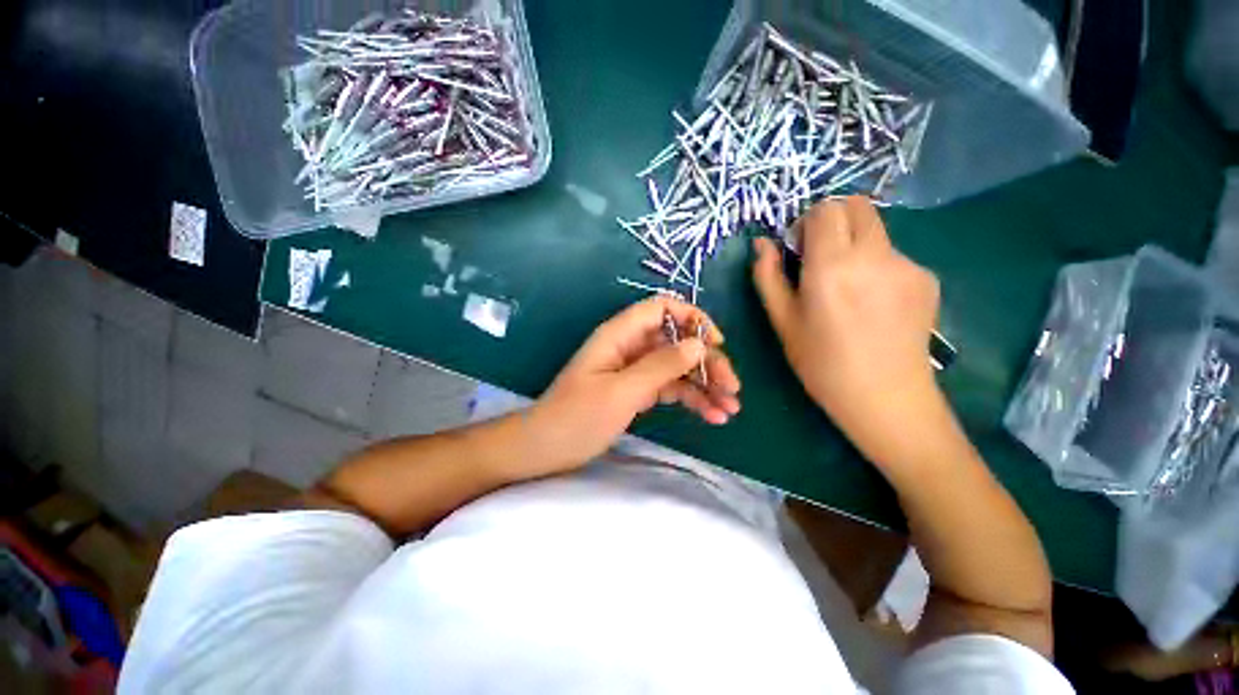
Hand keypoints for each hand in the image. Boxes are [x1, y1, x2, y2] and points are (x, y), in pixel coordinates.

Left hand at [531, 296, 740, 467]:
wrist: (546, 449)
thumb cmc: (577, 417)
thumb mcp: (622, 391)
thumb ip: (661, 365)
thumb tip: (699, 343)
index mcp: (621, 335)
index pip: (662, 309)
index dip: (692, 318)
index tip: (716, 343)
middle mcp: (631, 347)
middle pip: (677, 341)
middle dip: (706, 361)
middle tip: (732, 389)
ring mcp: (635, 370)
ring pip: (678, 367)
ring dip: (704, 384)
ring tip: (730, 408)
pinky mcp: (637, 391)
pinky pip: (670, 388)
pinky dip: (691, 399)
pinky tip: (712, 416)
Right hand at [752, 197, 942, 463]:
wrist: (885, 398)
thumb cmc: (821, 363)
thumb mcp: (782, 321)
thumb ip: (767, 276)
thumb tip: (761, 243)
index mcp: (832, 267)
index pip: (825, 209)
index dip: (807, 222)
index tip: (799, 250)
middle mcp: (874, 255)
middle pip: (857, 206)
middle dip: (833, 222)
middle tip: (821, 258)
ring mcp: (907, 264)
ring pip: (876, 231)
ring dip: (855, 245)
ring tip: (848, 289)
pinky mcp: (927, 278)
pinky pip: (893, 255)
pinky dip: (876, 265)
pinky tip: (873, 303)